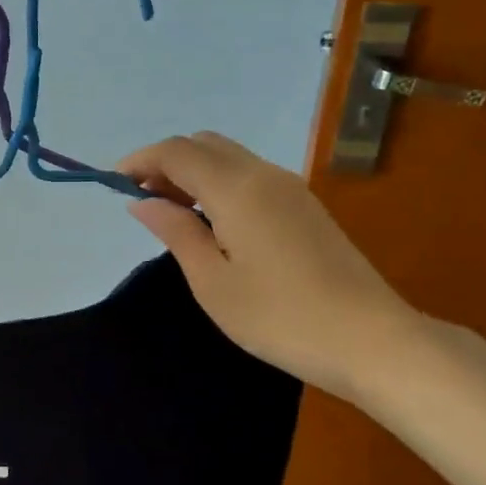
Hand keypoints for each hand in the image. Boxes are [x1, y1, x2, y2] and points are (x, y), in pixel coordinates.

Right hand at [118, 131, 418, 401]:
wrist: (371, 340)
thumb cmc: (280, 316)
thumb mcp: (212, 281)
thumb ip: (176, 232)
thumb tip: (142, 202)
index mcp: (237, 189)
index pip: (177, 152)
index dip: (141, 160)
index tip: (114, 184)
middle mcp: (264, 174)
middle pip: (204, 144)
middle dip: (166, 162)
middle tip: (143, 200)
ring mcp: (290, 188)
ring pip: (229, 157)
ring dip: (193, 172)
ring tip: (171, 212)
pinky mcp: (305, 206)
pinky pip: (249, 175)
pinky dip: (218, 183)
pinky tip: (211, 221)